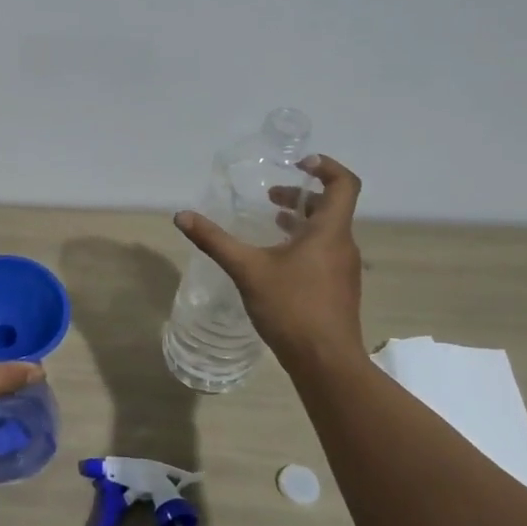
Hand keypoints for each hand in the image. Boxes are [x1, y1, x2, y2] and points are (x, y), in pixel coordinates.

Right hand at [174, 153, 366, 369]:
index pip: (344, 184)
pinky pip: (324, 252)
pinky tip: (276, 261)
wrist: (326, 362)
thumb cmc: (292, 308)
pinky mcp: (338, 289)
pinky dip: (303, 243)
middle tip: (271, 195)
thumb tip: (182, 216)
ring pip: (327, 231)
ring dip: (301, 221)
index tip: (299, 163)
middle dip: (302, 195)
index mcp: (329, 232)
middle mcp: (342, 245)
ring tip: (271, 222)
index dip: (326, 166)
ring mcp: (344, 269)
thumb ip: (215, 240)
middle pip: (332, 207)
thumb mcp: (247, 270)